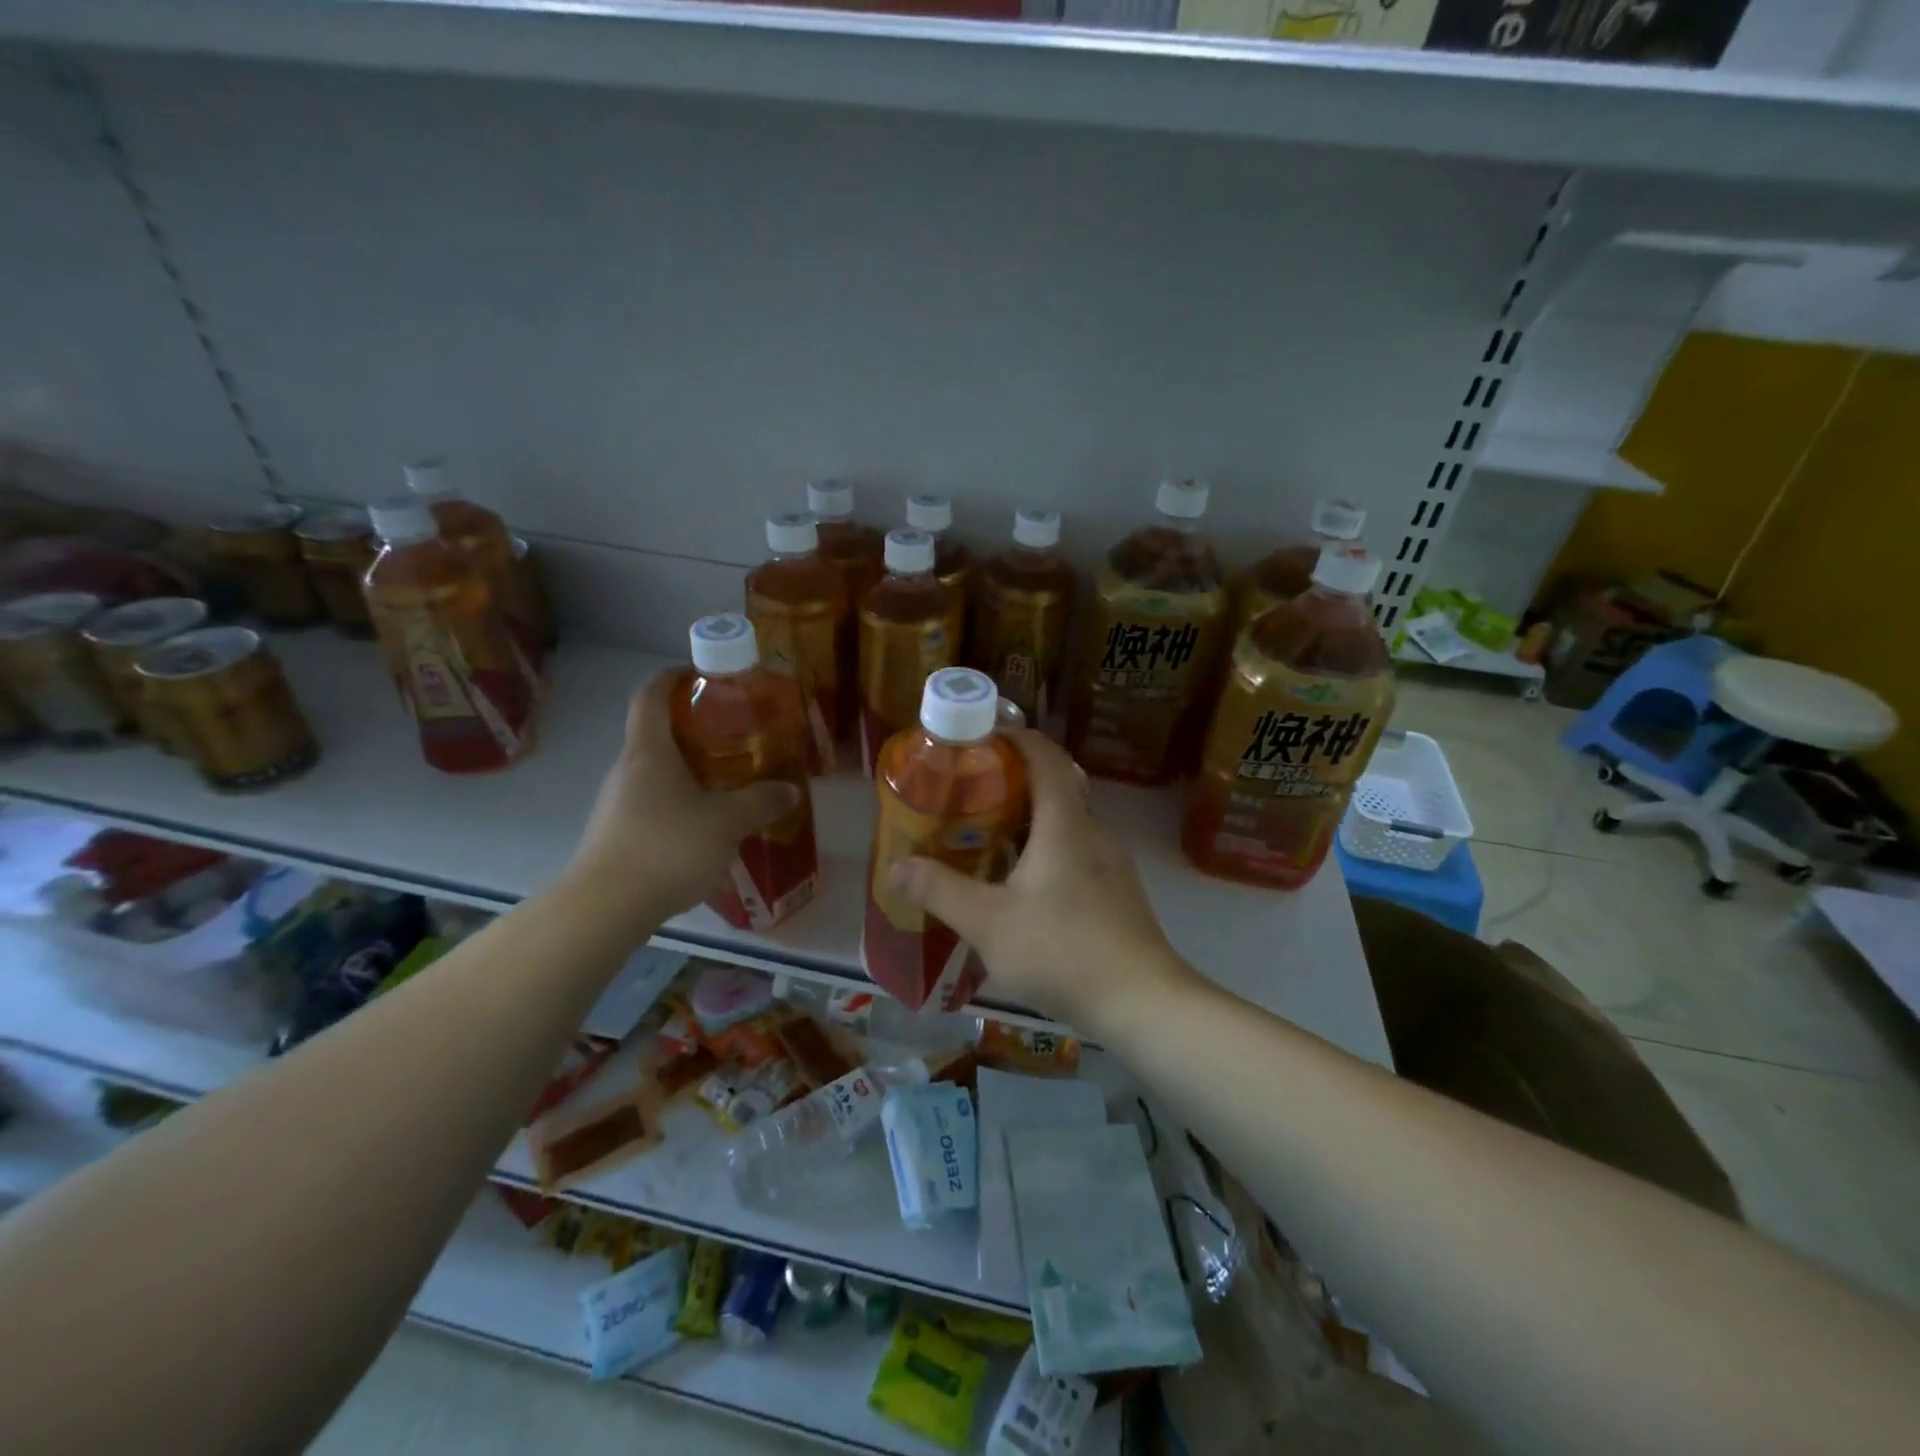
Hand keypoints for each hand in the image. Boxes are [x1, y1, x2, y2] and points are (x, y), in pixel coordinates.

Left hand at [567, 675, 799, 924]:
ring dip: (689, 771)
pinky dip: (679, 804)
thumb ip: (760, 802)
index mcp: (649, 751)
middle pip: (656, 734)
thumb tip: (791, 790)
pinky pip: (653, 805)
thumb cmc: (667, 846)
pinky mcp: (616, 835)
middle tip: (734, 737)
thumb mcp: (726, 822)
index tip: (700, 675)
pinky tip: (706, 829)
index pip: (651, 695)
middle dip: (694, 730)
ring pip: (656, 773)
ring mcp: (617, 804)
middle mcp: (627, 770)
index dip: (673, 677)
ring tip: (728, 785)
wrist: (606, 908)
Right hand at [886, 729, 1195, 1033]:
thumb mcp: (988, 923)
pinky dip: (1048, 851)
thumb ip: (940, 891)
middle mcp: (1093, 832)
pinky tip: (1024, 888)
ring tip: (989, 839)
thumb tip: (897, 866)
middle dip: (1014, 782)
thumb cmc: (1062, 950)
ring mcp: (1111, 864)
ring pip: (1067, 825)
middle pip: (1056, 787)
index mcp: (1065, 824)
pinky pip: (1077, 854)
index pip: (1046, 756)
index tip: (984, 738)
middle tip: (971, 794)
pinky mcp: (1118, 893)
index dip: (1017, 738)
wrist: (1142, 1002)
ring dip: (1030, 821)